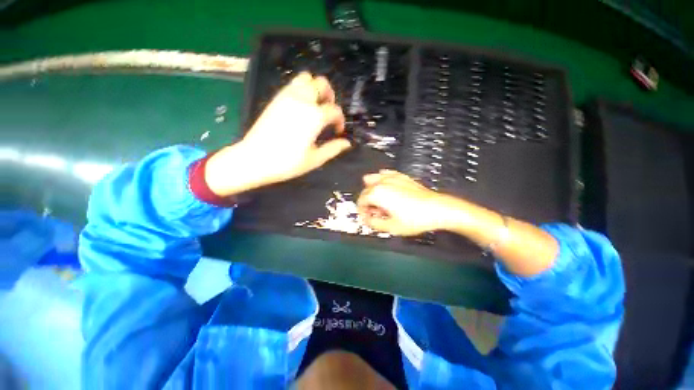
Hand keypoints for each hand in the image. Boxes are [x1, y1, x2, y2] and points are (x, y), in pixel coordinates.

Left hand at [205, 72, 351, 195]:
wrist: (255, 159)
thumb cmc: (287, 162)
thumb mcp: (315, 159)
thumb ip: (333, 149)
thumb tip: (347, 143)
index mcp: (315, 116)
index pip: (335, 110)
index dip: (340, 121)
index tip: (338, 131)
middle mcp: (303, 100)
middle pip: (322, 84)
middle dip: (330, 96)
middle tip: (329, 111)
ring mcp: (287, 96)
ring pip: (306, 78)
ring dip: (315, 88)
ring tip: (316, 104)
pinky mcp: (276, 98)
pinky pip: (293, 84)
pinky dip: (302, 89)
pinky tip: (302, 105)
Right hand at [357, 170, 450, 235]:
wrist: (436, 209)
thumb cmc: (416, 218)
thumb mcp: (391, 227)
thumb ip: (374, 224)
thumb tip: (368, 220)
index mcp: (377, 193)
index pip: (361, 201)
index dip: (362, 211)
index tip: (367, 218)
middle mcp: (382, 182)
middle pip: (366, 190)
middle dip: (367, 202)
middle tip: (374, 213)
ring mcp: (392, 177)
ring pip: (373, 179)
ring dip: (371, 190)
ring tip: (378, 201)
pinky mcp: (401, 177)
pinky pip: (385, 174)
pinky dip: (381, 181)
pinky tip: (386, 188)